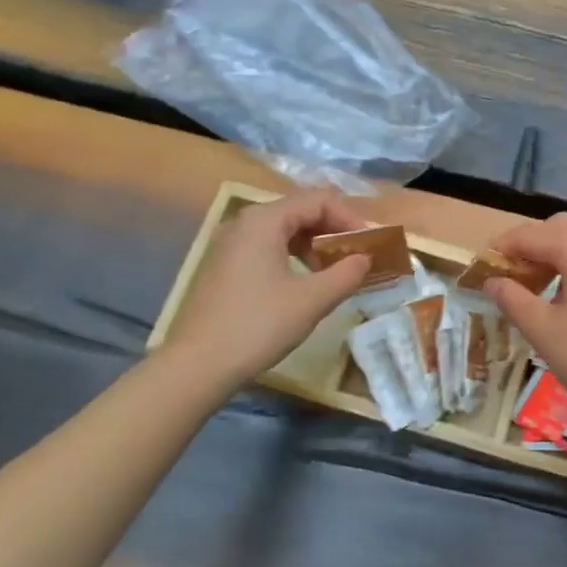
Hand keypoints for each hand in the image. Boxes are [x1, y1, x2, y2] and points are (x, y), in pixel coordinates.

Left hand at [167, 189, 372, 386]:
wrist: (197, 366)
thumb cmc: (258, 326)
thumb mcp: (312, 300)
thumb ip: (346, 274)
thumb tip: (365, 259)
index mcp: (265, 220)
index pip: (319, 200)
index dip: (350, 219)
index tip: (369, 247)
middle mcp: (245, 222)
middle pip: (300, 210)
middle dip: (334, 231)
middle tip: (356, 258)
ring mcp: (230, 244)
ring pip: (284, 230)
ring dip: (315, 245)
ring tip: (334, 273)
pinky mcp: (224, 266)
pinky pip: (267, 247)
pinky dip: (293, 256)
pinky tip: (304, 284)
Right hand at [482, 212, 566, 433]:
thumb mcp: (542, 330)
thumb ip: (513, 299)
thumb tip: (492, 282)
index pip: (531, 235)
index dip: (502, 248)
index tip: (480, 267)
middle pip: (560, 227)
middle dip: (531, 243)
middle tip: (509, 273)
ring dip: (553, 255)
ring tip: (532, 287)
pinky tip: (564, 300)